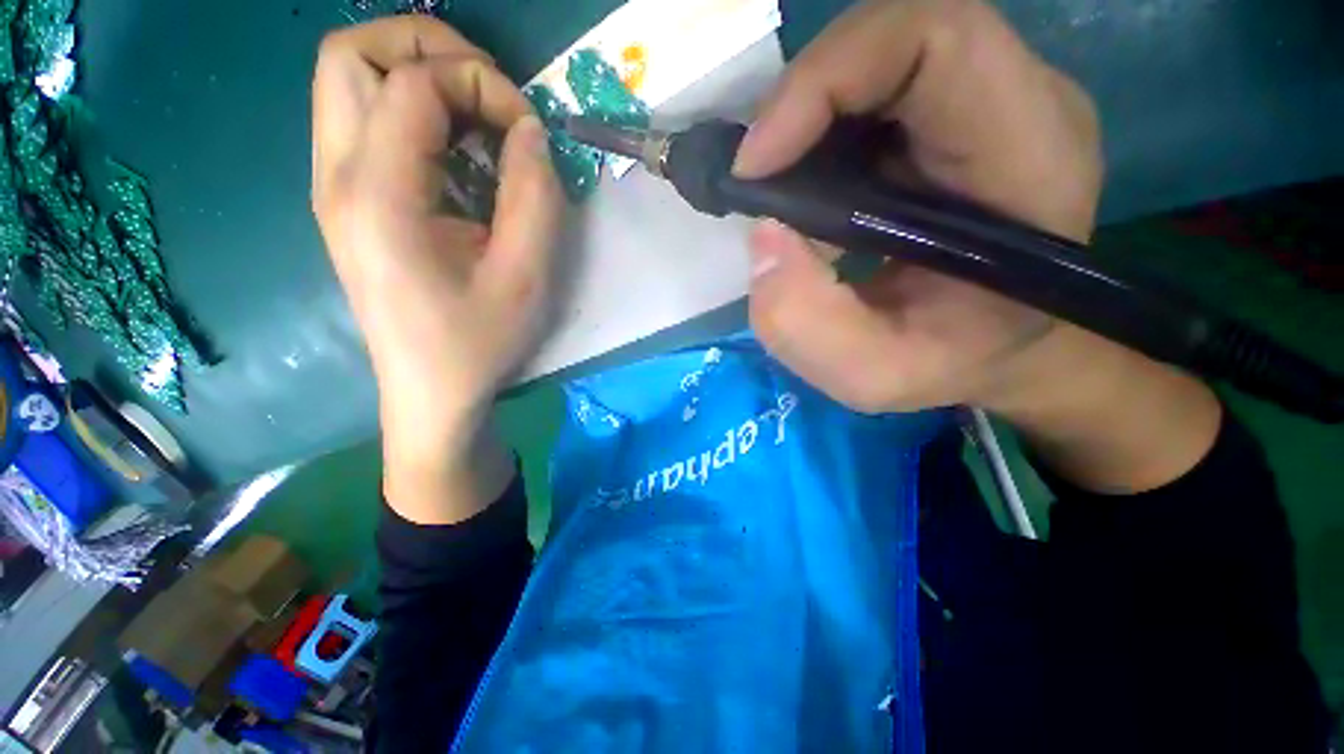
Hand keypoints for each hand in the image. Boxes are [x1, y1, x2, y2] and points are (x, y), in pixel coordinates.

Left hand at [312, 17, 561, 521]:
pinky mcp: (346, 200)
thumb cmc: (479, 342)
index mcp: (379, 197)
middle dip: (426, 48)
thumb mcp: (526, 276)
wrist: (431, 391)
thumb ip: (534, 195)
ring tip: (475, 117)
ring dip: (416, 75)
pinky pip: (362, 119)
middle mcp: (337, 177)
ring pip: (348, 77)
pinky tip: (455, 152)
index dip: (480, 84)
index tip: (526, 129)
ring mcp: (332, 187)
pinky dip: (411, 110)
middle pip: (349, 52)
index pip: (413, 83)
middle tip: (487, 92)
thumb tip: (528, 131)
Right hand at [737, 0, 1220, 491]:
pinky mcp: (957, 114)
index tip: (758, 164)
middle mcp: (1021, 103)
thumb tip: (763, 237)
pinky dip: (820, 131)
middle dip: (803, 101)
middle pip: (896, 35)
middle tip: (757, 179)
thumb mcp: (873, 376)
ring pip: (878, 59)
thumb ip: (806, 326)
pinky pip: (874, 91)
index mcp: (1027, 159)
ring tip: (780, 192)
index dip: (826, 78)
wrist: (1004, 349)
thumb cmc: (953, 365)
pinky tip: (808, 190)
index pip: (937, 39)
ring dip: (807, 120)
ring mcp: (990, 100)